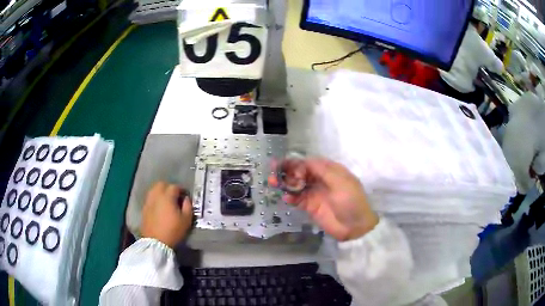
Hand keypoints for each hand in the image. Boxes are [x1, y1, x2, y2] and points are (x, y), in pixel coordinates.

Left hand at [141, 182, 192, 247]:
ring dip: (161, 192)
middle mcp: (156, 195)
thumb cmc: (173, 231)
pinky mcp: (144, 208)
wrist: (156, 242)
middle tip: (175, 196)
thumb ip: (188, 206)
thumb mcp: (186, 220)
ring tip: (166, 201)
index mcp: (167, 197)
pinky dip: (155, 199)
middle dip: (169, 188)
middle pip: (162, 184)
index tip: (185, 196)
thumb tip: (186, 199)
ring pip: (154, 190)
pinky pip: (150, 198)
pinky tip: (159, 207)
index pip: (174, 187)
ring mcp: (148, 201)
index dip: (181, 190)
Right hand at [270, 158, 378, 240]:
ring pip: (296, 185)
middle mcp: (320, 180)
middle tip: (273, 172)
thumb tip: (305, 161)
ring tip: (273, 183)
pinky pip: (297, 199)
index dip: (296, 163)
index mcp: (329, 171)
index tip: (284, 165)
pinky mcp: (310, 206)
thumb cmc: (351, 201)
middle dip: (287, 171)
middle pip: (300, 172)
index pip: (309, 163)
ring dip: (285, 183)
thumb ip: (322, 171)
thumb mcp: (341, 182)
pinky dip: (290, 197)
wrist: (355, 226)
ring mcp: (314, 193)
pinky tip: (286, 198)